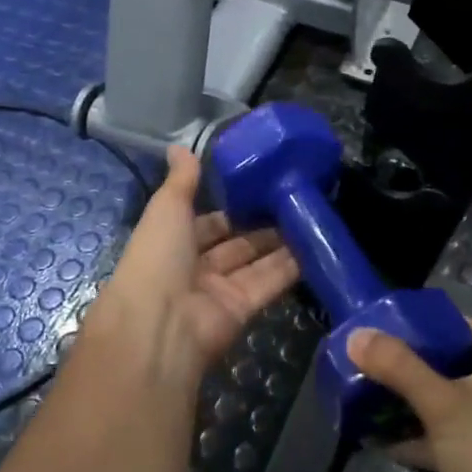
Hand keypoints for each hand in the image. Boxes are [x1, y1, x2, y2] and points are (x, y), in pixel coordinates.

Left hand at [83, 147, 298, 386]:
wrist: (159, 325)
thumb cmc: (157, 259)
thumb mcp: (166, 209)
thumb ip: (182, 180)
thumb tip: (180, 146)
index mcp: (172, 243)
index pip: (207, 223)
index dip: (231, 207)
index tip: (261, 189)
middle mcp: (195, 268)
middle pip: (235, 244)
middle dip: (261, 226)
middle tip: (295, 202)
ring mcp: (219, 291)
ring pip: (256, 263)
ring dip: (281, 245)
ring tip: (311, 218)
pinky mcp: (242, 310)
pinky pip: (268, 284)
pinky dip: (290, 268)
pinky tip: (314, 247)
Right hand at [347, 319, 471, 471]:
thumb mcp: (444, 405)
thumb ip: (399, 367)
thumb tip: (355, 335)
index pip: (465, 328)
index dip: (427, 322)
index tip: (384, 319)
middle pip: (449, 364)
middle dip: (408, 362)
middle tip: (364, 353)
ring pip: (441, 402)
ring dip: (405, 399)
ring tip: (360, 387)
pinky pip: (438, 436)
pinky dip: (411, 435)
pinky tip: (373, 436)